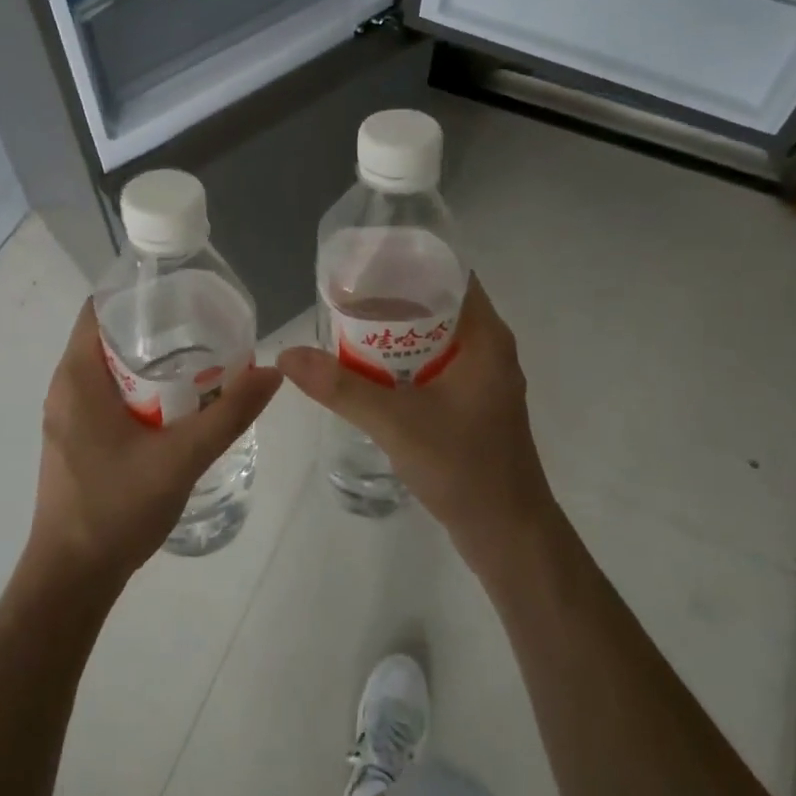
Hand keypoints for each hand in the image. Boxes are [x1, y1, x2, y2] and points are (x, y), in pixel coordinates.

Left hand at [31, 299, 282, 587]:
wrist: (71, 578)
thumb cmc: (116, 508)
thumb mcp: (181, 458)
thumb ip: (229, 414)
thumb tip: (272, 372)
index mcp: (77, 377)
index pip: (99, 307)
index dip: (140, 293)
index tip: (184, 293)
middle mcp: (66, 388)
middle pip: (109, 335)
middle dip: (157, 327)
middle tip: (207, 325)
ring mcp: (68, 417)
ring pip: (111, 369)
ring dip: (151, 360)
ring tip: (202, 357)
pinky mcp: (77, 440)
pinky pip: (109, 395)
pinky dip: (141, 388)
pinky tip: (180, 403)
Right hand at [277, 277, 553, 565]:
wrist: (508, 535)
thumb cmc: (464, 467)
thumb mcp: (396, 422)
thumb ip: (341, 387)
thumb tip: (287, 354)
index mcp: (485, 338)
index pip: (450, 275)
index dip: (409, 262)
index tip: (365, 261)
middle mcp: (488, 349)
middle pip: (438, 304)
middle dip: (393, 298)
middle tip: (344, 295)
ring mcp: (481, 379)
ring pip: (435, 337)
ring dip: (396, 332)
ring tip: (348, 326)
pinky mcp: (471, 405)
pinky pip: (434, 366)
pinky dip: (404, 361)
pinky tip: (369, 370)